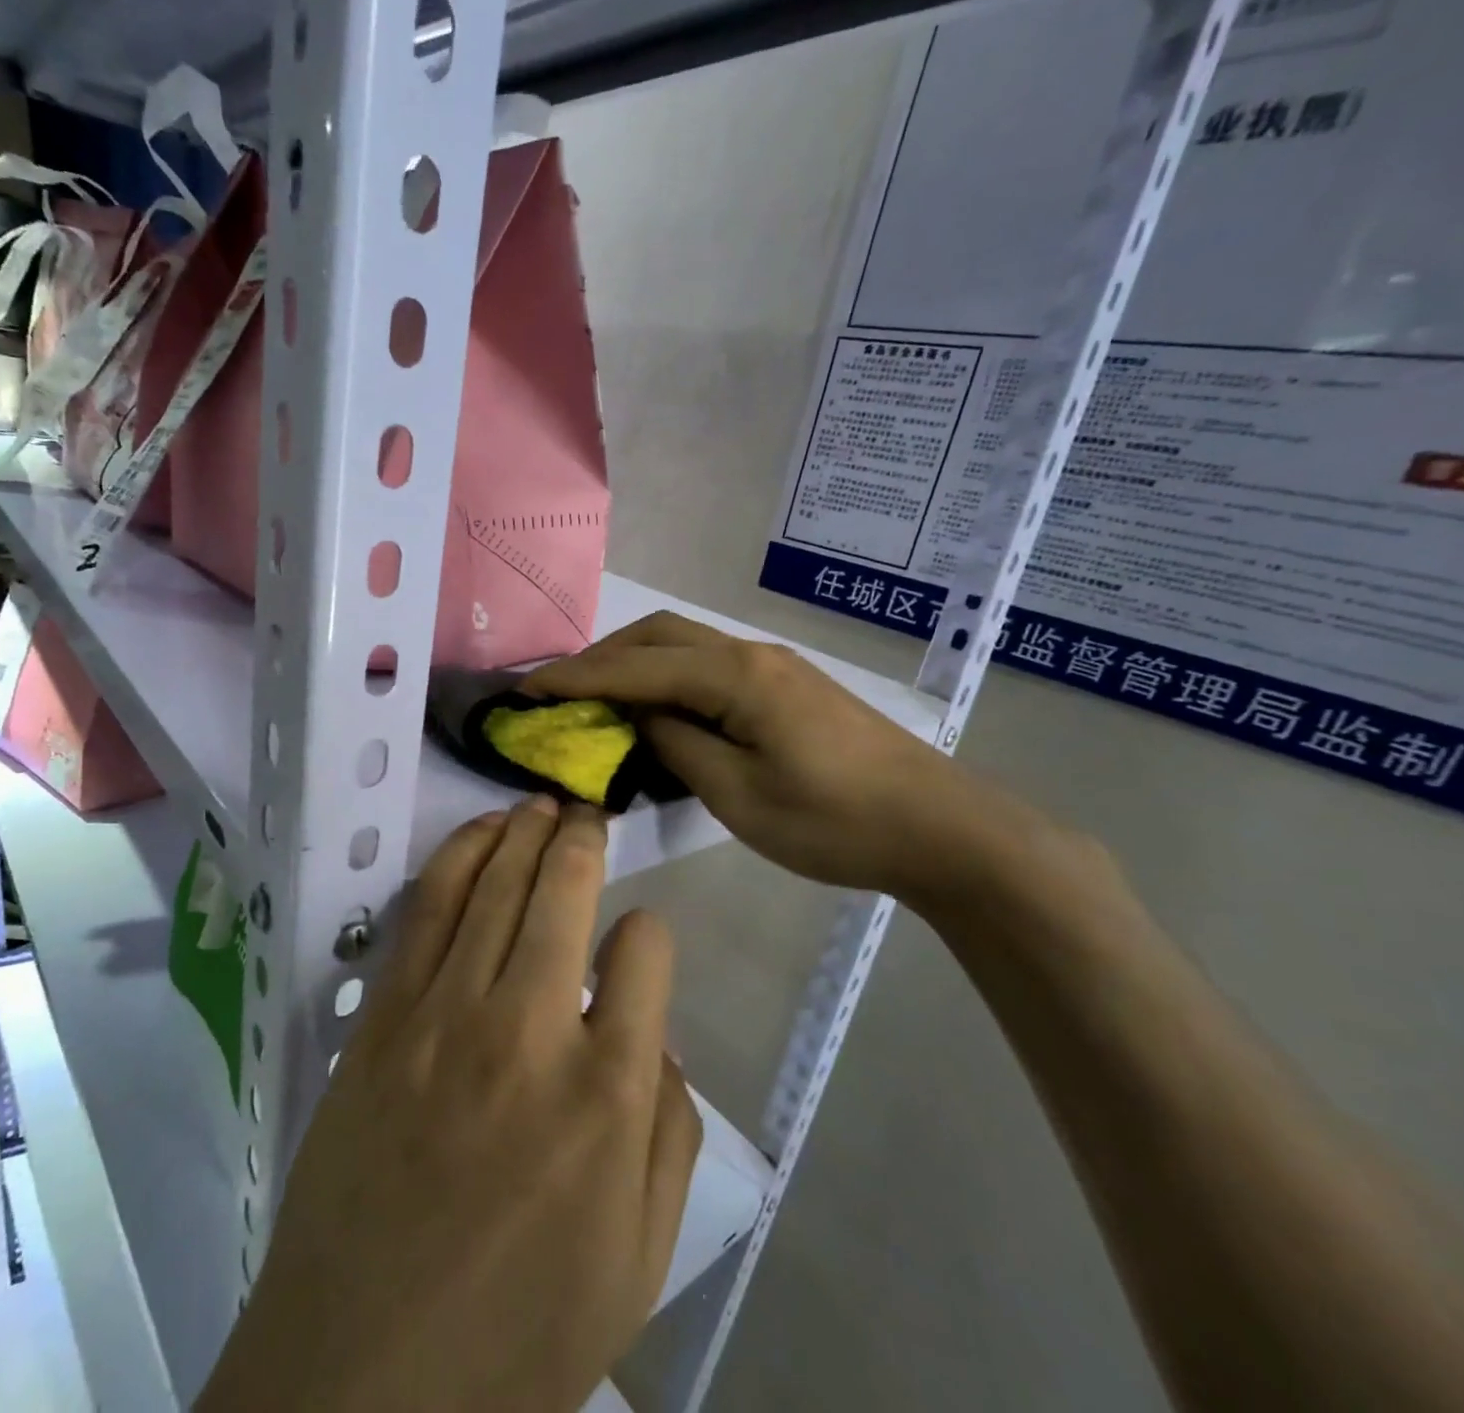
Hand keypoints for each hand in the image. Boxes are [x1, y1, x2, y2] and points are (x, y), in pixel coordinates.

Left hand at [197, 797, 701, 1412]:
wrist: (362, 1376)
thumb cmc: (520, 1330)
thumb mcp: (640, 1257)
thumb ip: (670, 1132)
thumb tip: (656, 1034)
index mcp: (608, 1093)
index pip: (645, 951)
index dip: (648, 933)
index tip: (638, 939)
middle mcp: (530, 1029)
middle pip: (565, 891)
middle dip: (584, 838)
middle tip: (589, 813)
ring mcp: (446, 1013)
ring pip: (495, 882)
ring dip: (522, 830)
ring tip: (540, 805)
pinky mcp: (385, 1016)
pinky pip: (426, 910)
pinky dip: (457, 857)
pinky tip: (479, 833)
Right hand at [526, 612, 1030, 905]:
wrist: (938, 827)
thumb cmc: (834, 821)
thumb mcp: (739, 795)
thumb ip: (677, 746)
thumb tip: (639, 717)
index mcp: (735, 677)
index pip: (636, 667)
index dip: (576, 678)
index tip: (525, 690)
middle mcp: (749, 655)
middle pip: (659, 635)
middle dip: (602, 657)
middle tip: (560, 692)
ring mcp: (772, 667)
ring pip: (685, 646)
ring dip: (635, 663)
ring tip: (598, 699)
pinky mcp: (786, 688)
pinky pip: (708, 668)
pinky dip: (667, 678)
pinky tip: (657, 709)